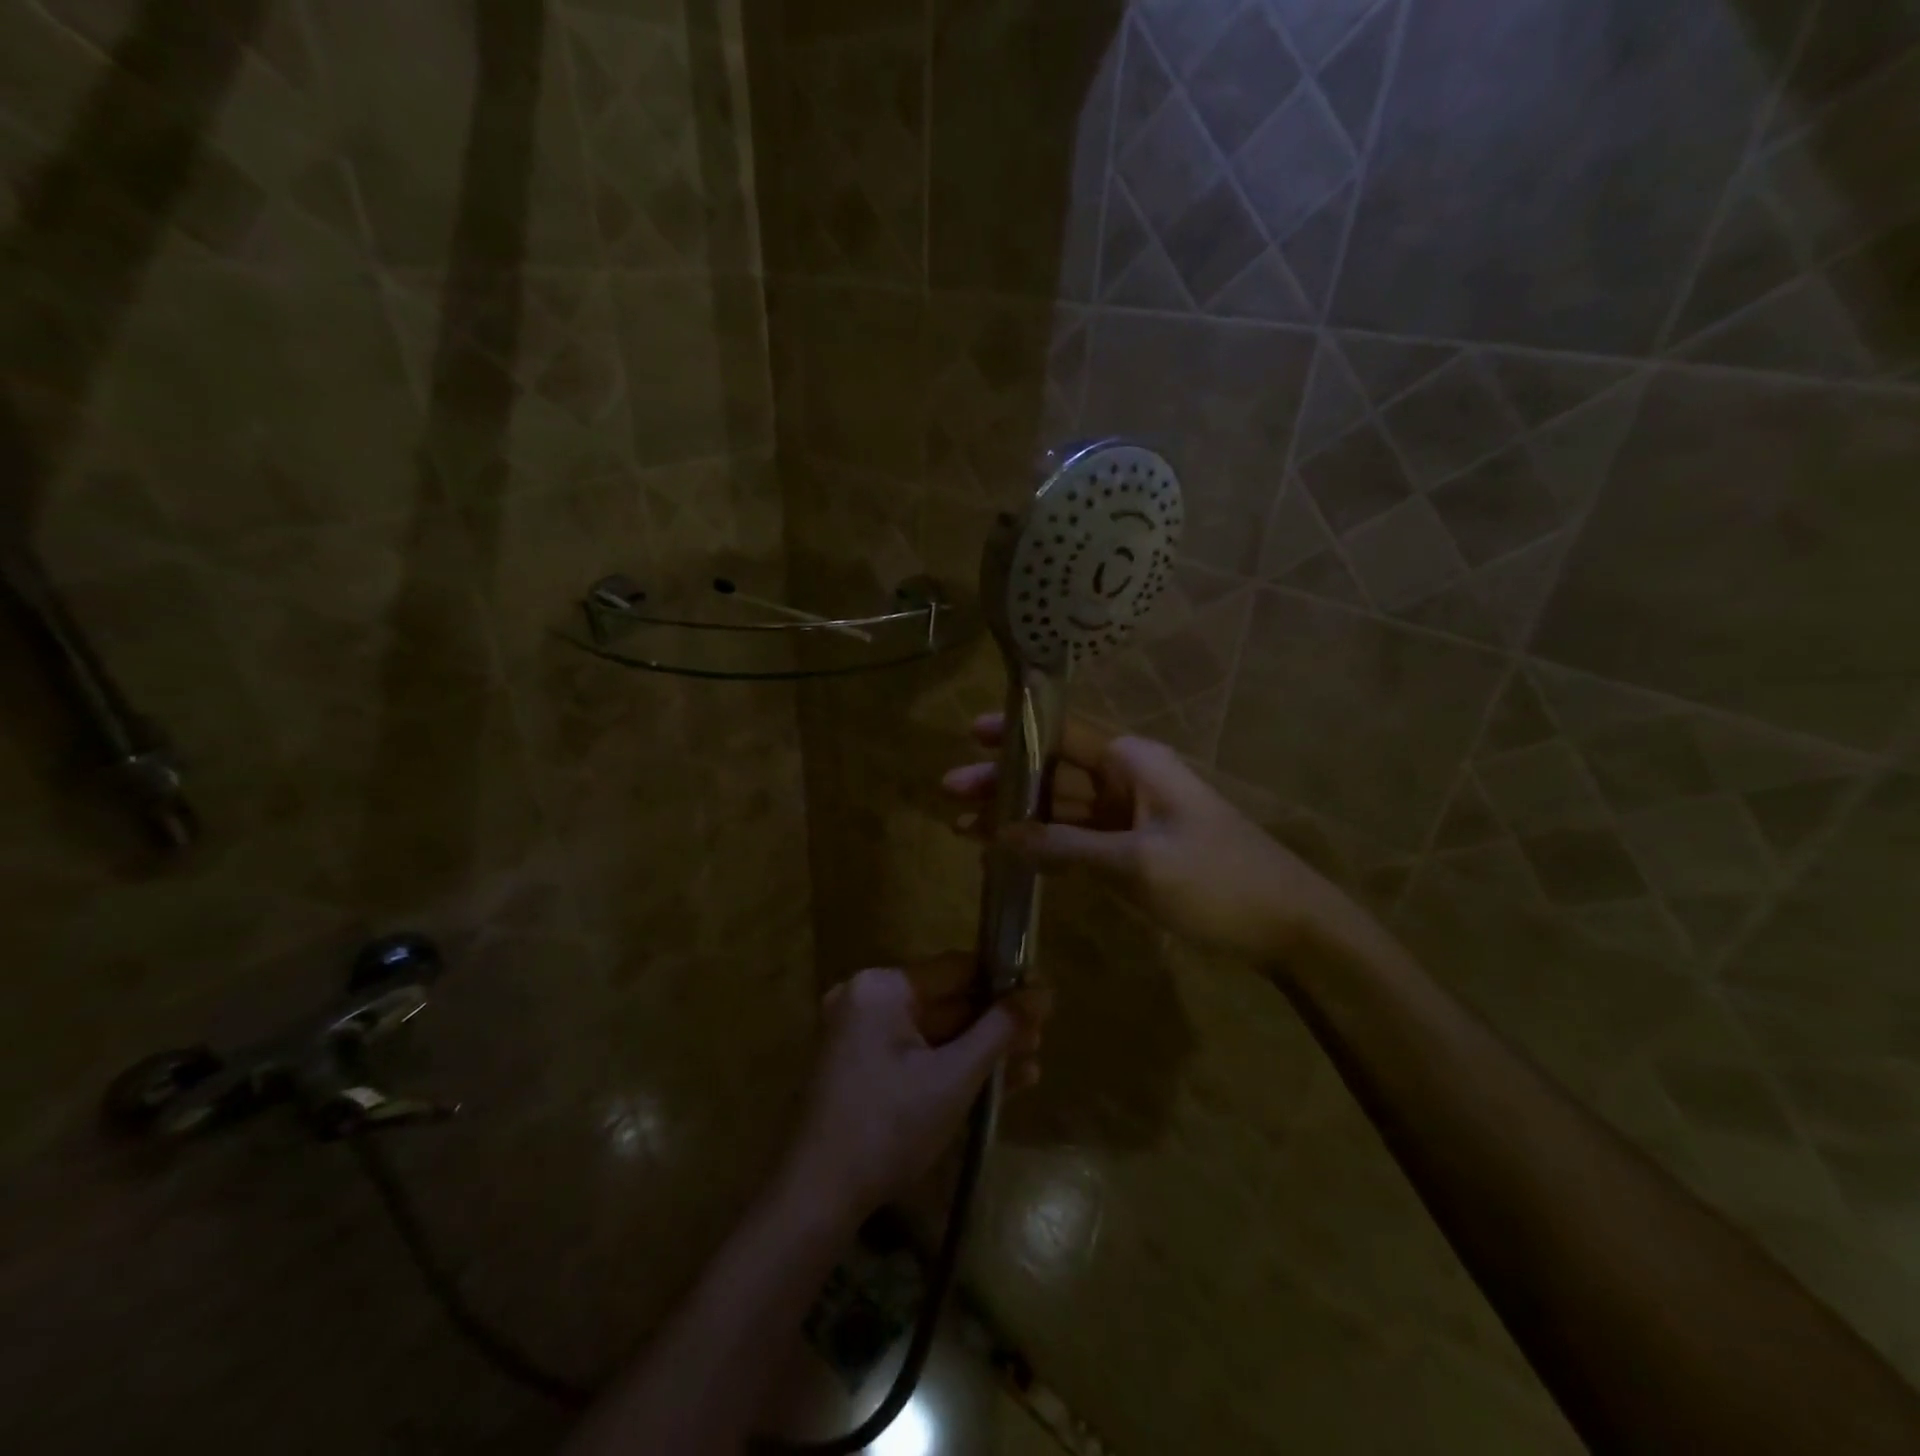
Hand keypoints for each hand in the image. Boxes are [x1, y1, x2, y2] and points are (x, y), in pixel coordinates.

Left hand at [782, 955, 1045, 1224]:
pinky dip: (950, 1066)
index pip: (955, 969)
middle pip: (946, 1002)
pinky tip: (997, 1084)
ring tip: (1030, 1064)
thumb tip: (1043, 992)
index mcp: (882, 988)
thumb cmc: (889, 1127)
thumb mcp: (954, 1077)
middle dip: (994, 1024)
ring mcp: (860, 1034)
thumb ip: (1000, 1030)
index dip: (1002, 982)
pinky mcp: (861, 1067)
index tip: (1041, 998)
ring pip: (934, 1033)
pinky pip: (915, 1054)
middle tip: (1040, 1037)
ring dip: (979, 1049)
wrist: (818, 1198)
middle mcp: (867, 999)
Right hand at [943, 713, 1361, 960]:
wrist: (1287, 923)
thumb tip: (1001, 837)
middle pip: (1051, 772)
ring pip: (1060, 809)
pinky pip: (1077, 839)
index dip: (1014, 733)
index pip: (1061, 734)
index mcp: (1132, 761)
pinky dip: (1044, 846)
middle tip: (950, 793)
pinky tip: (1008, 856)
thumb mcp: (1135, 862)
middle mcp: (1126, 778)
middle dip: (1002, 783)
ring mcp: (1129, 816)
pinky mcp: (1132, 849)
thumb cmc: (1215, 879)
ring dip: (1016, 819)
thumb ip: (1064, 847)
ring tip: (962, 830)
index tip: (969, 734)